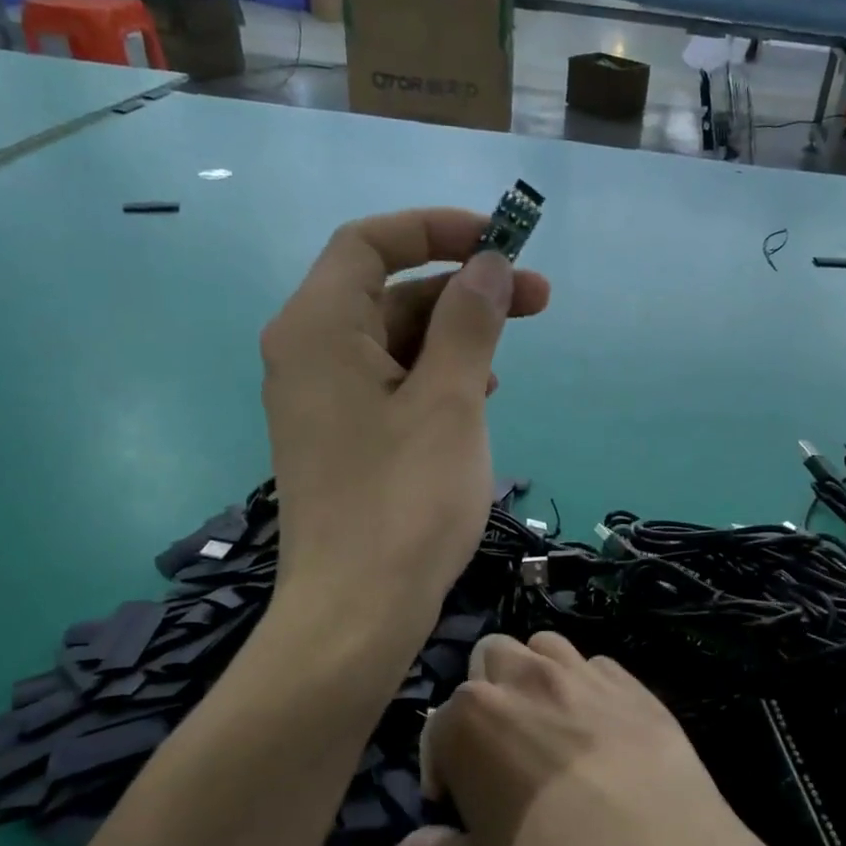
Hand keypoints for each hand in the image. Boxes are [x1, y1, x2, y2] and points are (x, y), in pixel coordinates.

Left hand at [260, 208, 548, 667]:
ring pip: (393, 343)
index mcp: (319, 328)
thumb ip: (469, 322)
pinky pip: (388, 385)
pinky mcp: (339, 440)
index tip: (501, 244)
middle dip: (463, 290)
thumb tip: (489, 265)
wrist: (355, 616)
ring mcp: (320, 402)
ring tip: (509, 363)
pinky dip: (433, 378)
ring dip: (454, 337)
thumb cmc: (404, 501)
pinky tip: (476, 399)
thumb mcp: (449, 400)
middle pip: (388, 292)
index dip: (437, 229)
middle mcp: (307, 354)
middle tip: (538, 301)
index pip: (372, 242)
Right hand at [394, 632, 793, 845]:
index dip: (441, 767)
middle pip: (490, 657)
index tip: (457, 806)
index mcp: (472, 720)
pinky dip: (589, 688)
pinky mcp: (638, 688)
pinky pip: (600, 668)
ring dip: (535, 676)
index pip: (437, 726)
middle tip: (500, 752)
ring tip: (548, 729)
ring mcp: (586, 677)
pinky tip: (602, 735)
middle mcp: (525, 680)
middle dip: (486, 695)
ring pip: (545, 647)